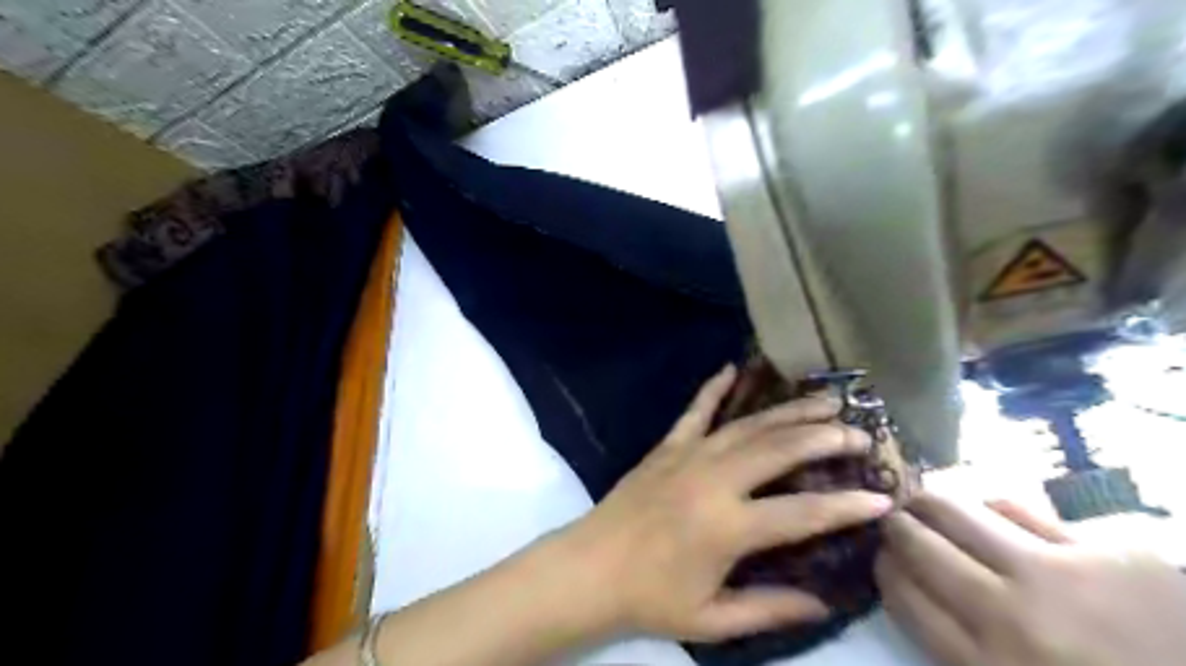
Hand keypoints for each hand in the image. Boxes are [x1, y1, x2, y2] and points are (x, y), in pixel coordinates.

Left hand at [562, 367, 894, 642]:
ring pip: (748, 425)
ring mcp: (688, 456)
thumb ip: (770, 608)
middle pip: (780, 450)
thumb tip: (824, 604)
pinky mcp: (666, 446)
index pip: (802, 512)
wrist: (589, 569)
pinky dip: (713, 388)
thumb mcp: (713, 619)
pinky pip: (695, 411)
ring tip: (823, 401)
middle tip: (860, 433)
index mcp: (728, 526)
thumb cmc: (650, 598)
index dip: (846, 506)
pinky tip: (731, 368)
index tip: (883, 497)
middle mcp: (714, 480)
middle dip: (825, 438)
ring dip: (788, 412)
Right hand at [873, 492, 1185, 661]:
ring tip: (925, 504)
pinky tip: (987, 511)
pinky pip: (1017, 508)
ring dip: (929, 504)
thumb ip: (957, 648)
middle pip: (919, 545)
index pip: (901, 593)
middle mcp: (1010, 615)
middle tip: (894, 521)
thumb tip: (909, 585)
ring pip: (957, 512)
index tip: (882, 557)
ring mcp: (1059, 576)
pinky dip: (990, 506)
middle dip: (895, 527)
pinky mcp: (1105, 550)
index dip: (882, 567)